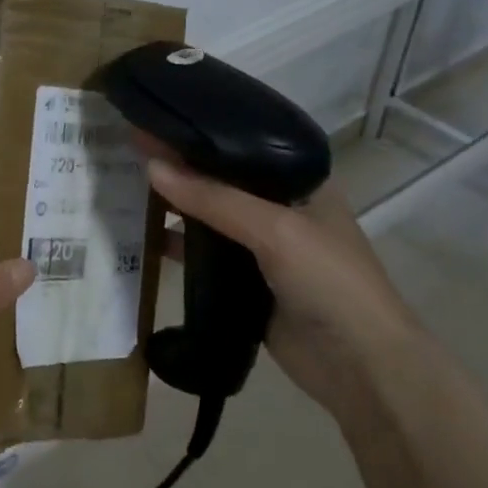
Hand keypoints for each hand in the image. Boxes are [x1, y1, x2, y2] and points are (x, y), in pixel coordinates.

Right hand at [146, 159, 429, 427]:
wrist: (362, 368)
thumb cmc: (330, 282)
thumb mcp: (274, 229)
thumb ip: (212, 198)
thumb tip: (151, 168)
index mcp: (301, 182)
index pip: (242, 146)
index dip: (200, 134)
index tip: (154, 120)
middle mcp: (281, 209)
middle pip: (221, 181)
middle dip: (180, 168)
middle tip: (130, 151)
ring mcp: (262, 248)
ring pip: (209, 218)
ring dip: (174, 206)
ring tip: (125, 186)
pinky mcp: (245, 283)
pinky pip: (204, 256)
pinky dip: (176, 246)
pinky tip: (142, 237)